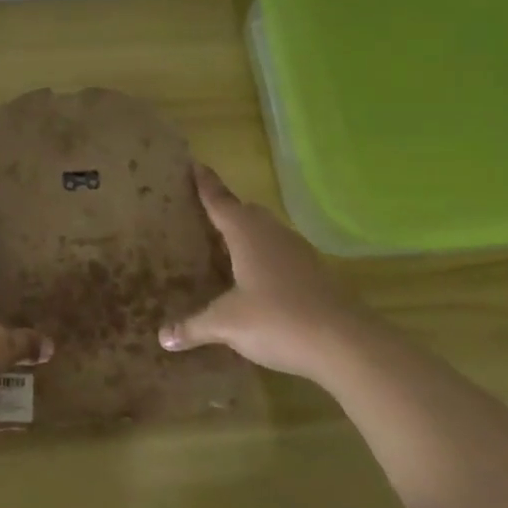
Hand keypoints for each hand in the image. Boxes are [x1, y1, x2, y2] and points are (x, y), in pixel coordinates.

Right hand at [159, 164, 388, 381]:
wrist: (345, 343)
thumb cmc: (277, 319)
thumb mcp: (227, 324)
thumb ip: (194, 326)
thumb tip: (162, 337)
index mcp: (247, 234)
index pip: (220, 201)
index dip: (205, 185)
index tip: (194, 164)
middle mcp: (273, 235)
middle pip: (247, 212)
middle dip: (227, 210)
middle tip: (204, 213)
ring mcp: (298, 253)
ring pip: (266, 233)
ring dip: (247, 234)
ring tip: (226, 247)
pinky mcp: (314, 273)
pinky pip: (280, 254)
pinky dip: (263, 257)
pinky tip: (255, 280)